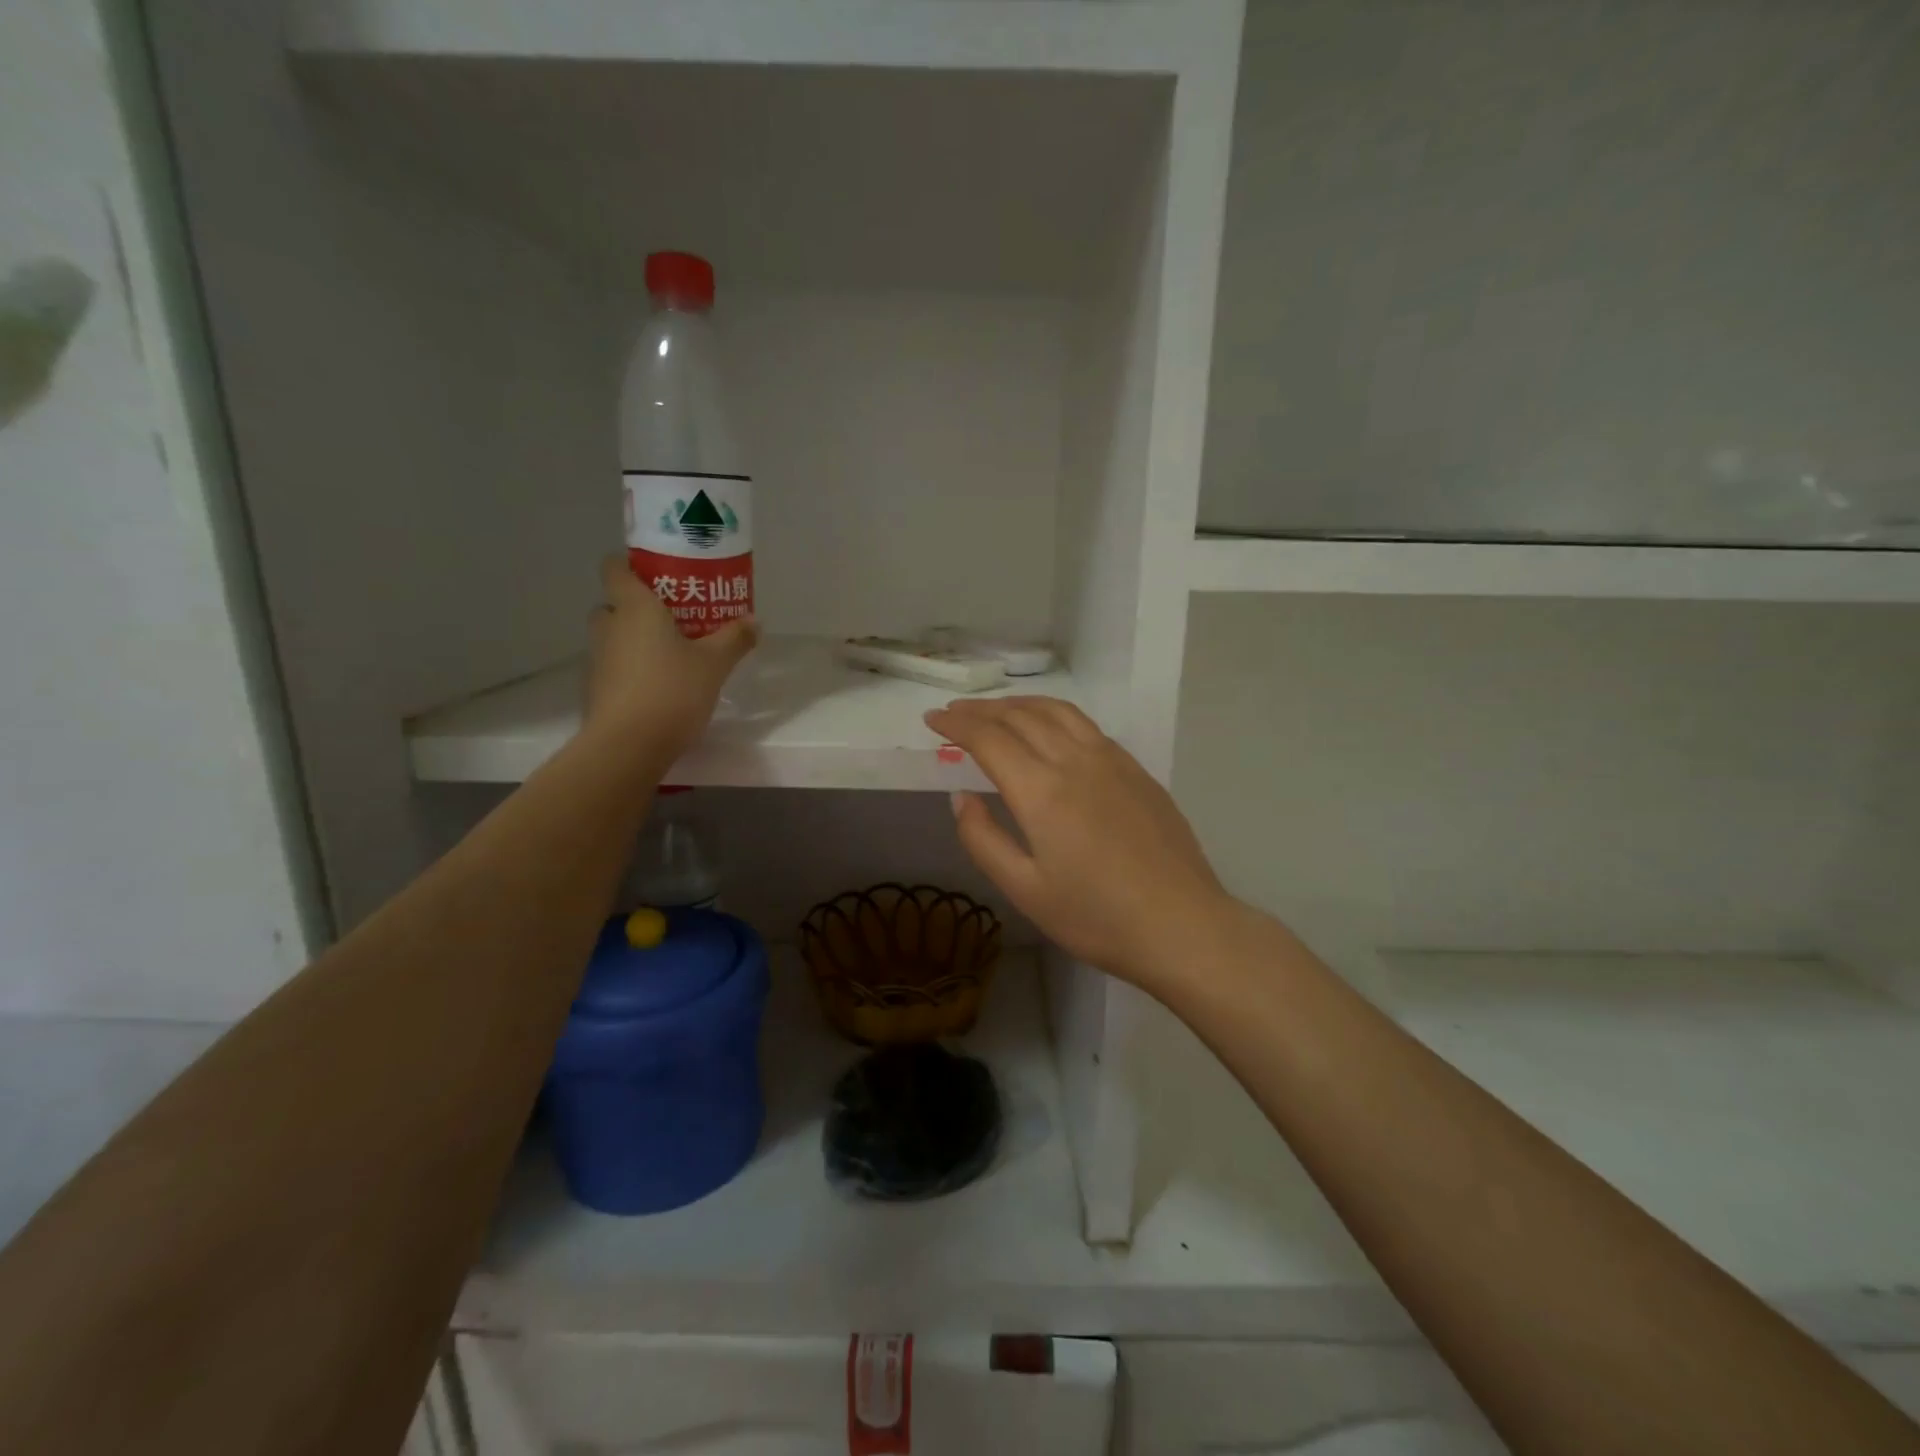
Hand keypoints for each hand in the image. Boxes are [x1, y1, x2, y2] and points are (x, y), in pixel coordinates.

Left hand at [584, 556, 757, 764]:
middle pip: (614, 604)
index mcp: (634, 607)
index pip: (615, 568)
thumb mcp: (714, 664)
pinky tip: (660, 686)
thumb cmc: (672, 690)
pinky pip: (615, 666)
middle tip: (673, 619)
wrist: (628, 746)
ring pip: (614, 637)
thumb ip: (734, 639)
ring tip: (671, 654)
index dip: (631, 565)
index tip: (658, 575)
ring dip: (635, 640)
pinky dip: (632, 669)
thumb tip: (755, 621)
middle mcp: (609, 626)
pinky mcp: (596, 689)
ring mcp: (598, 659)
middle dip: (638, 608)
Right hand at [925, 697, 1234, 989]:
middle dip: (982, 710)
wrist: (1181, 925)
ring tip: (997, 710)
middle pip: (1021, 716)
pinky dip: (1055, 715)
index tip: (932, 719)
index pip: (989, 738)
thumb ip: (983, 839)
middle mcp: (1075, 760)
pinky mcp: (1136, 770)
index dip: (956, 725)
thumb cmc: (1095, 917)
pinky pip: (1086, 726)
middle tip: (955, 712)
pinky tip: (1051, 729)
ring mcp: (1112, 760)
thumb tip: (962, 797)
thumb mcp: (1024, 890)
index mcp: (1041, 790)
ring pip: (1058, 712)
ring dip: (1020, 704)